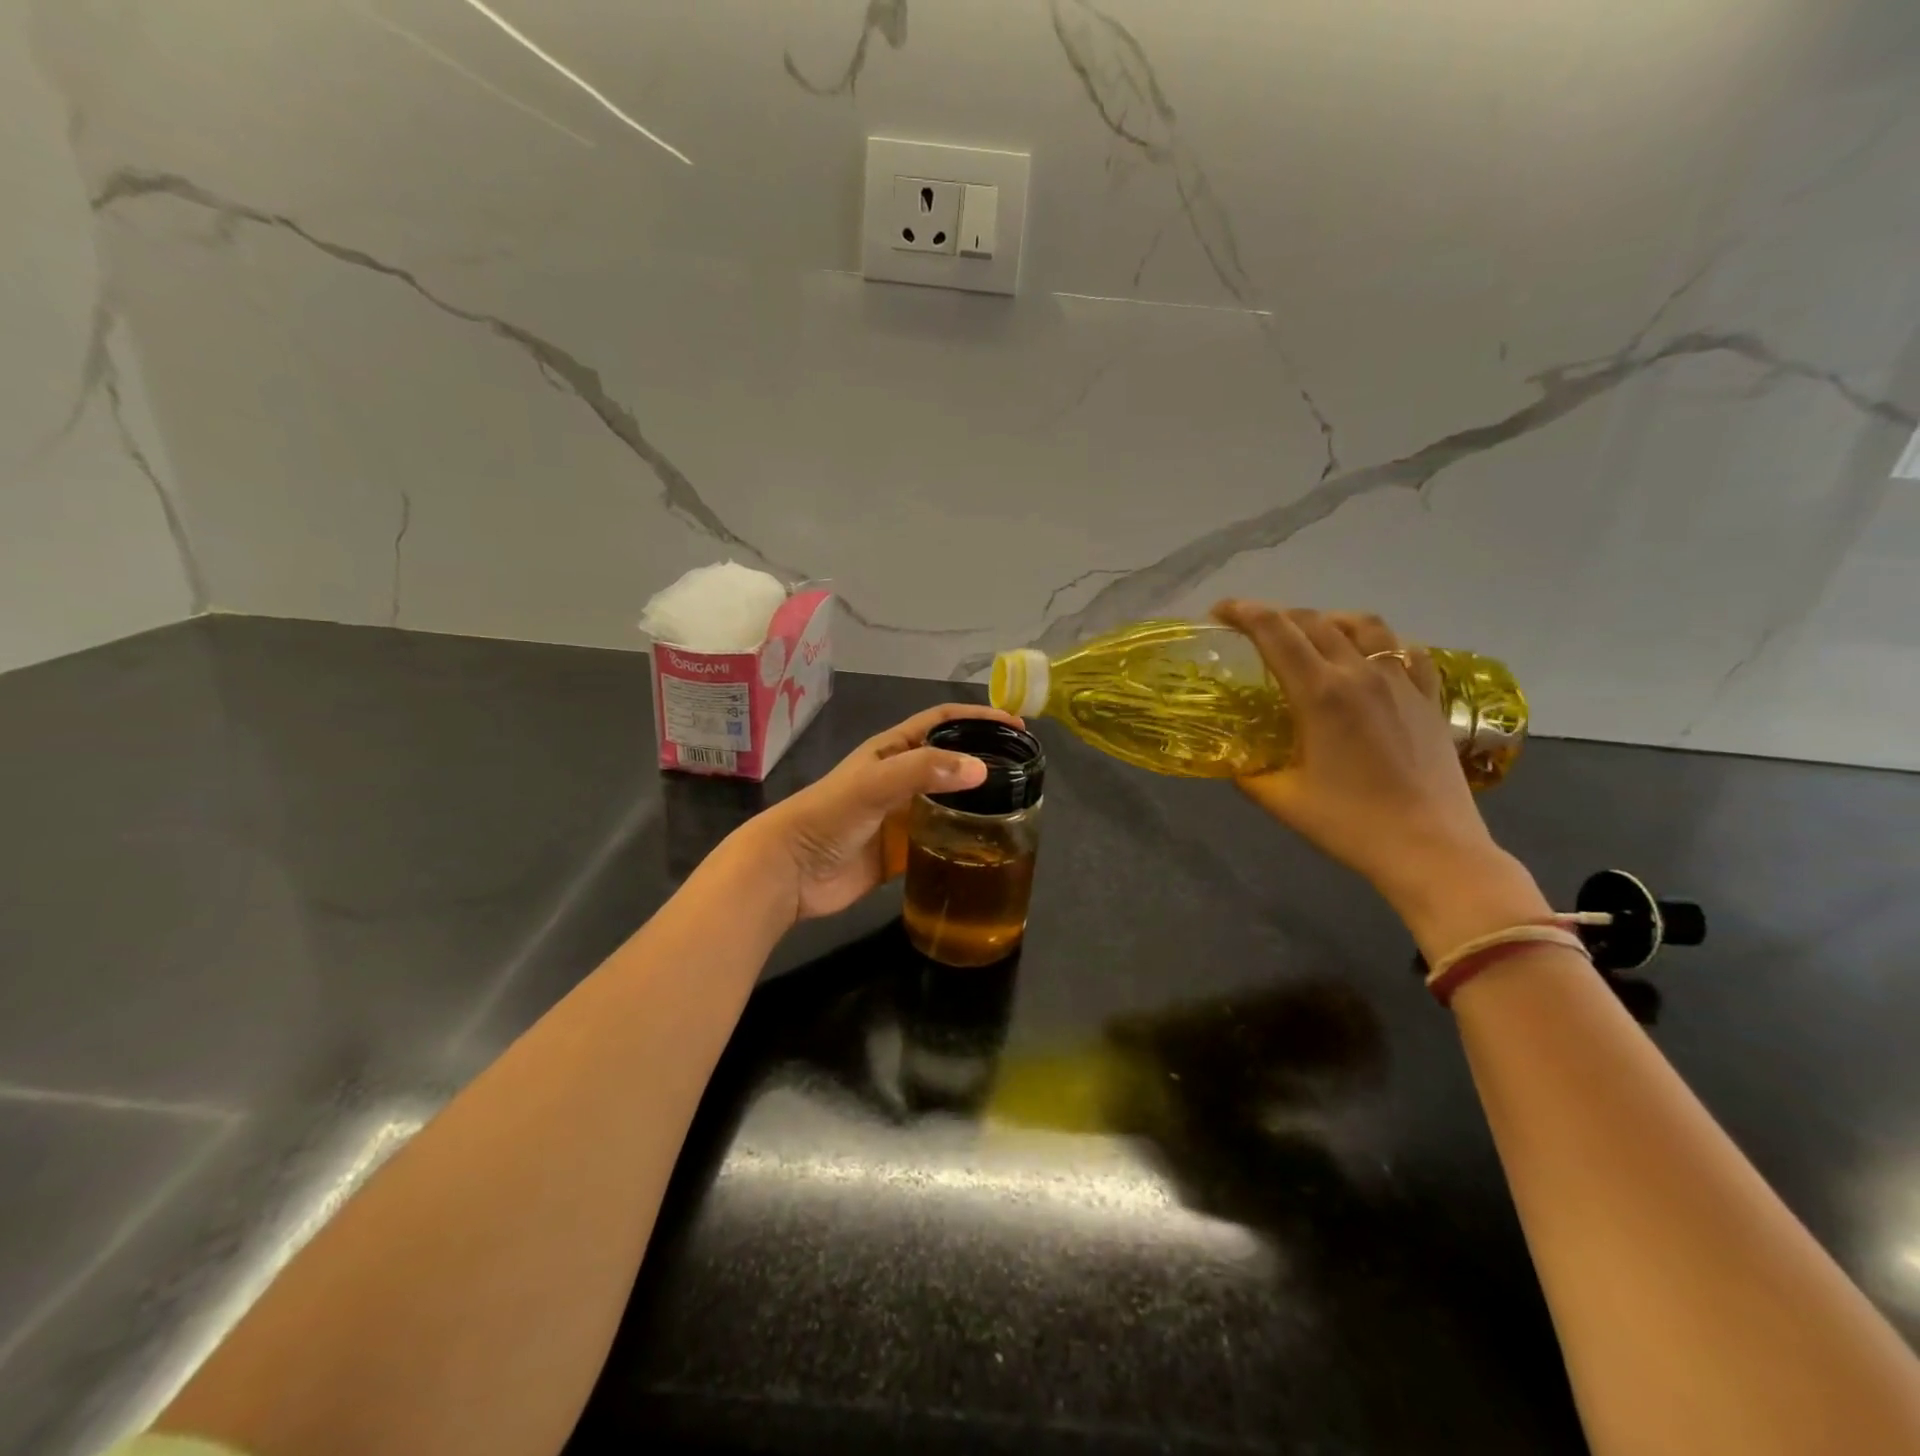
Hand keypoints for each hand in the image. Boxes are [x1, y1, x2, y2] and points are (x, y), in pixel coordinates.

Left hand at [741, 703, 1021, 922]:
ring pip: (950, 802)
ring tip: (1018, 808)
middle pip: (951, 762)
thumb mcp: (874, 784)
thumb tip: (981, 768)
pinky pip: (941, 839)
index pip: (943, 722)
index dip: (978, 718)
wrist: (790, 872)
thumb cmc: (827, 816)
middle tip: (1025, 770)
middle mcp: (901, 779)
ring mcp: (902, 816)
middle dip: (985, 760)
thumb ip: (923, 771)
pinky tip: (988, 847)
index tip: (1016, 725)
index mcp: (892, 751)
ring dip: (978, 802)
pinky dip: (964, 840)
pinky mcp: (902, 851)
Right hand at [1212, 601, 1546, 952]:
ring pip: (1363, 625)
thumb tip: (1226, 754)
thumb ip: (1246, 769)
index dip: (1243, 612)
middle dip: (1275, 615)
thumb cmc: (1349, 824)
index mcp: (1320, 693)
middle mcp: (1361, 673)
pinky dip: (1376, 642)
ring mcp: (1401, 682)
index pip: (1275, 632)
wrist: (1431, 849)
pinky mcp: (1429, 697)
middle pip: (1313, 621)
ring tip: (1309, 634)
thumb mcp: (1281, 799)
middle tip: (1251, 629)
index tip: (1219, 612)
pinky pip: (1403, 650)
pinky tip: (1368, 657)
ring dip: (1327, 619)